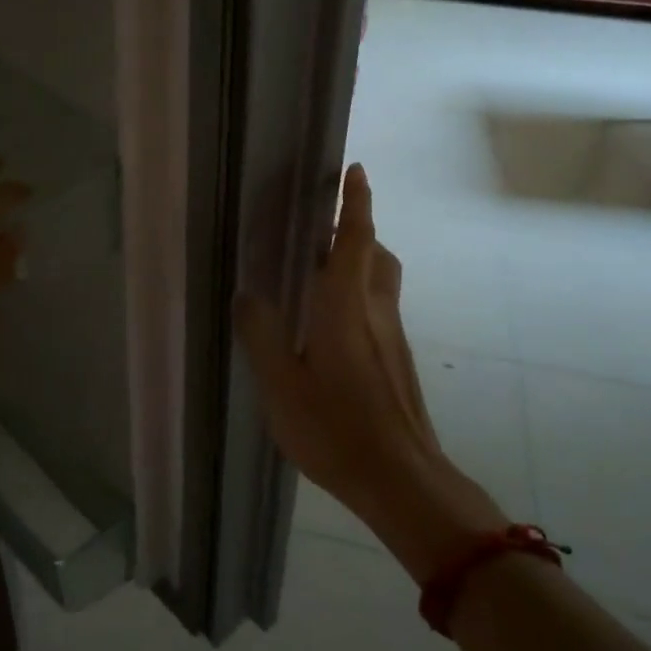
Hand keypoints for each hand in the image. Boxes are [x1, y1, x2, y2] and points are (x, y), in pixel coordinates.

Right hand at [235, 164, 502, 578]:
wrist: (402, 479)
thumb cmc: (337, 428)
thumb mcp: (281, 384)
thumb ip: (262, 334)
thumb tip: (248, 294)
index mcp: (347, 305)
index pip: (355, 238)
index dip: (356, 202)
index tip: (355, 171)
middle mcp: (376, 310)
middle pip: (375, 254)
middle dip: (357, 229)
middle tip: (324, 226)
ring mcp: (393, 336)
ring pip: (381, 281)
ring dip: (360, 262)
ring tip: (323, 271)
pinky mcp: (398, 360)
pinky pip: (380, 308)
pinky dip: (360, 295)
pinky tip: (332, 327)